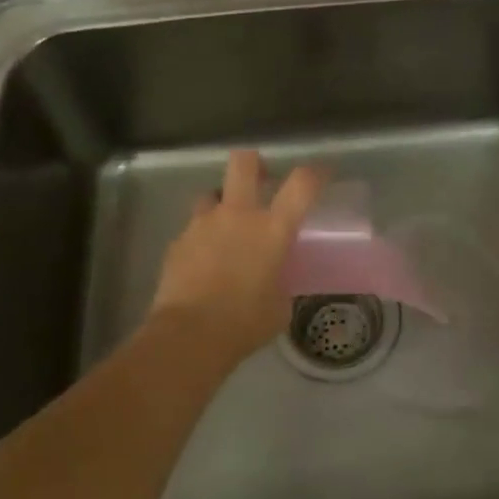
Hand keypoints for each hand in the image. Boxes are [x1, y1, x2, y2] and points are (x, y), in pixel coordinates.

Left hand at [149, 150, 326, 366]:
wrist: (189, 335)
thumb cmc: (245, 323)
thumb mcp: (279, 305)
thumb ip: (280, 281)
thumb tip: (273, 280)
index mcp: (272, 229)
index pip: (302, 184)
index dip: (315, 173)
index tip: (321, 173)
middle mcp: (238, 215)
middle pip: (243, 163)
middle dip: (253, 163)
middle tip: (260, 178)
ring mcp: (203, 225)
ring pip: (211, 194)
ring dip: (221, 204)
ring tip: (225, 227)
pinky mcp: (177, 242)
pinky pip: (193, 229)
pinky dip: (201, 239)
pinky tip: (203, 262)